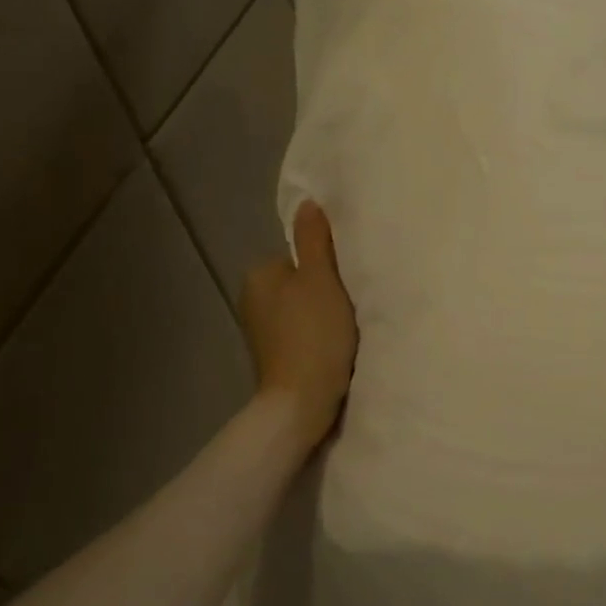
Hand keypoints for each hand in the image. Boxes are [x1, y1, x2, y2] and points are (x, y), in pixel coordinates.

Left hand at [241, 201, 356, 447]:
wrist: (303, 403)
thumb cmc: (314, 334)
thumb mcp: (321, 279)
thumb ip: (315, 239)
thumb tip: (309, 203)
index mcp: (259, 275)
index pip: (301, 256)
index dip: (328, 266)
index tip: (348, 283)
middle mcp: (253, 300)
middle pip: (303, 282)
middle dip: (326, 291)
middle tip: (352, 305)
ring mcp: (262, 332)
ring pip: (304, 309)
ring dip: (325, 316)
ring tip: (347, 330)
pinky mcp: (275, 357)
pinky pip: (303, 333)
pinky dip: (319, 338)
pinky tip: (336, 349)